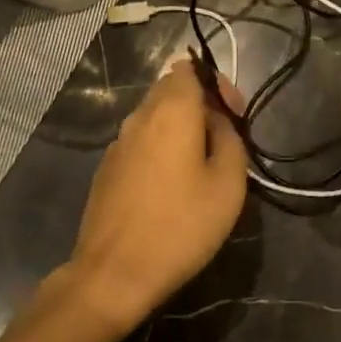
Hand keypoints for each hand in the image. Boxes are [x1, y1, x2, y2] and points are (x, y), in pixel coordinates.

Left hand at [63, 60, 248, 333]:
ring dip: (179, 126)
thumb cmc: (181, 225)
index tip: (234, 115)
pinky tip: (171, 183)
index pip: (189, 67)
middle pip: (170, 88)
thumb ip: (229, 138)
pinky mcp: (106, 168)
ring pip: (153, 116)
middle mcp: (139, 116)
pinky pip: (140, 141)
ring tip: (201, 162)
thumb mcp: (228, 183)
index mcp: (171, 110)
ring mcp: (118, 142)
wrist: (114, 274)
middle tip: (224, 138)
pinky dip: (160, 147)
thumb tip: (217, 122)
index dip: (216, 83)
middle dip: (199, 103)